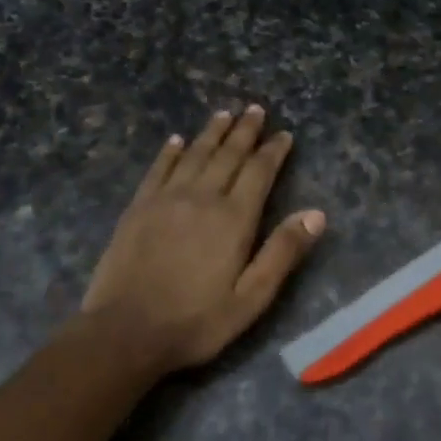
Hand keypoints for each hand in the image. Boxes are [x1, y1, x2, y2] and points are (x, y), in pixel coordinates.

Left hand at [83, 105, 325, 373]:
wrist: (124, 332)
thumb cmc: (195, 321)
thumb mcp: (251, 298)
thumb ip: (282, 253)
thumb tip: (316, 214)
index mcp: (234, 219)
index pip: (259, 172)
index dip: (273, 151)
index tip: (284, 134)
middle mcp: (202, 197)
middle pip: (228, 155)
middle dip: (244, 131)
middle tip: (255, 109)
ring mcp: (166, 199)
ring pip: (194, 154)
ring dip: (211, 132)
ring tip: (224, 113)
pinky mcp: (138, 208)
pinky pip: (158, 169)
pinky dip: (170, 151)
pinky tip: (176, 140)